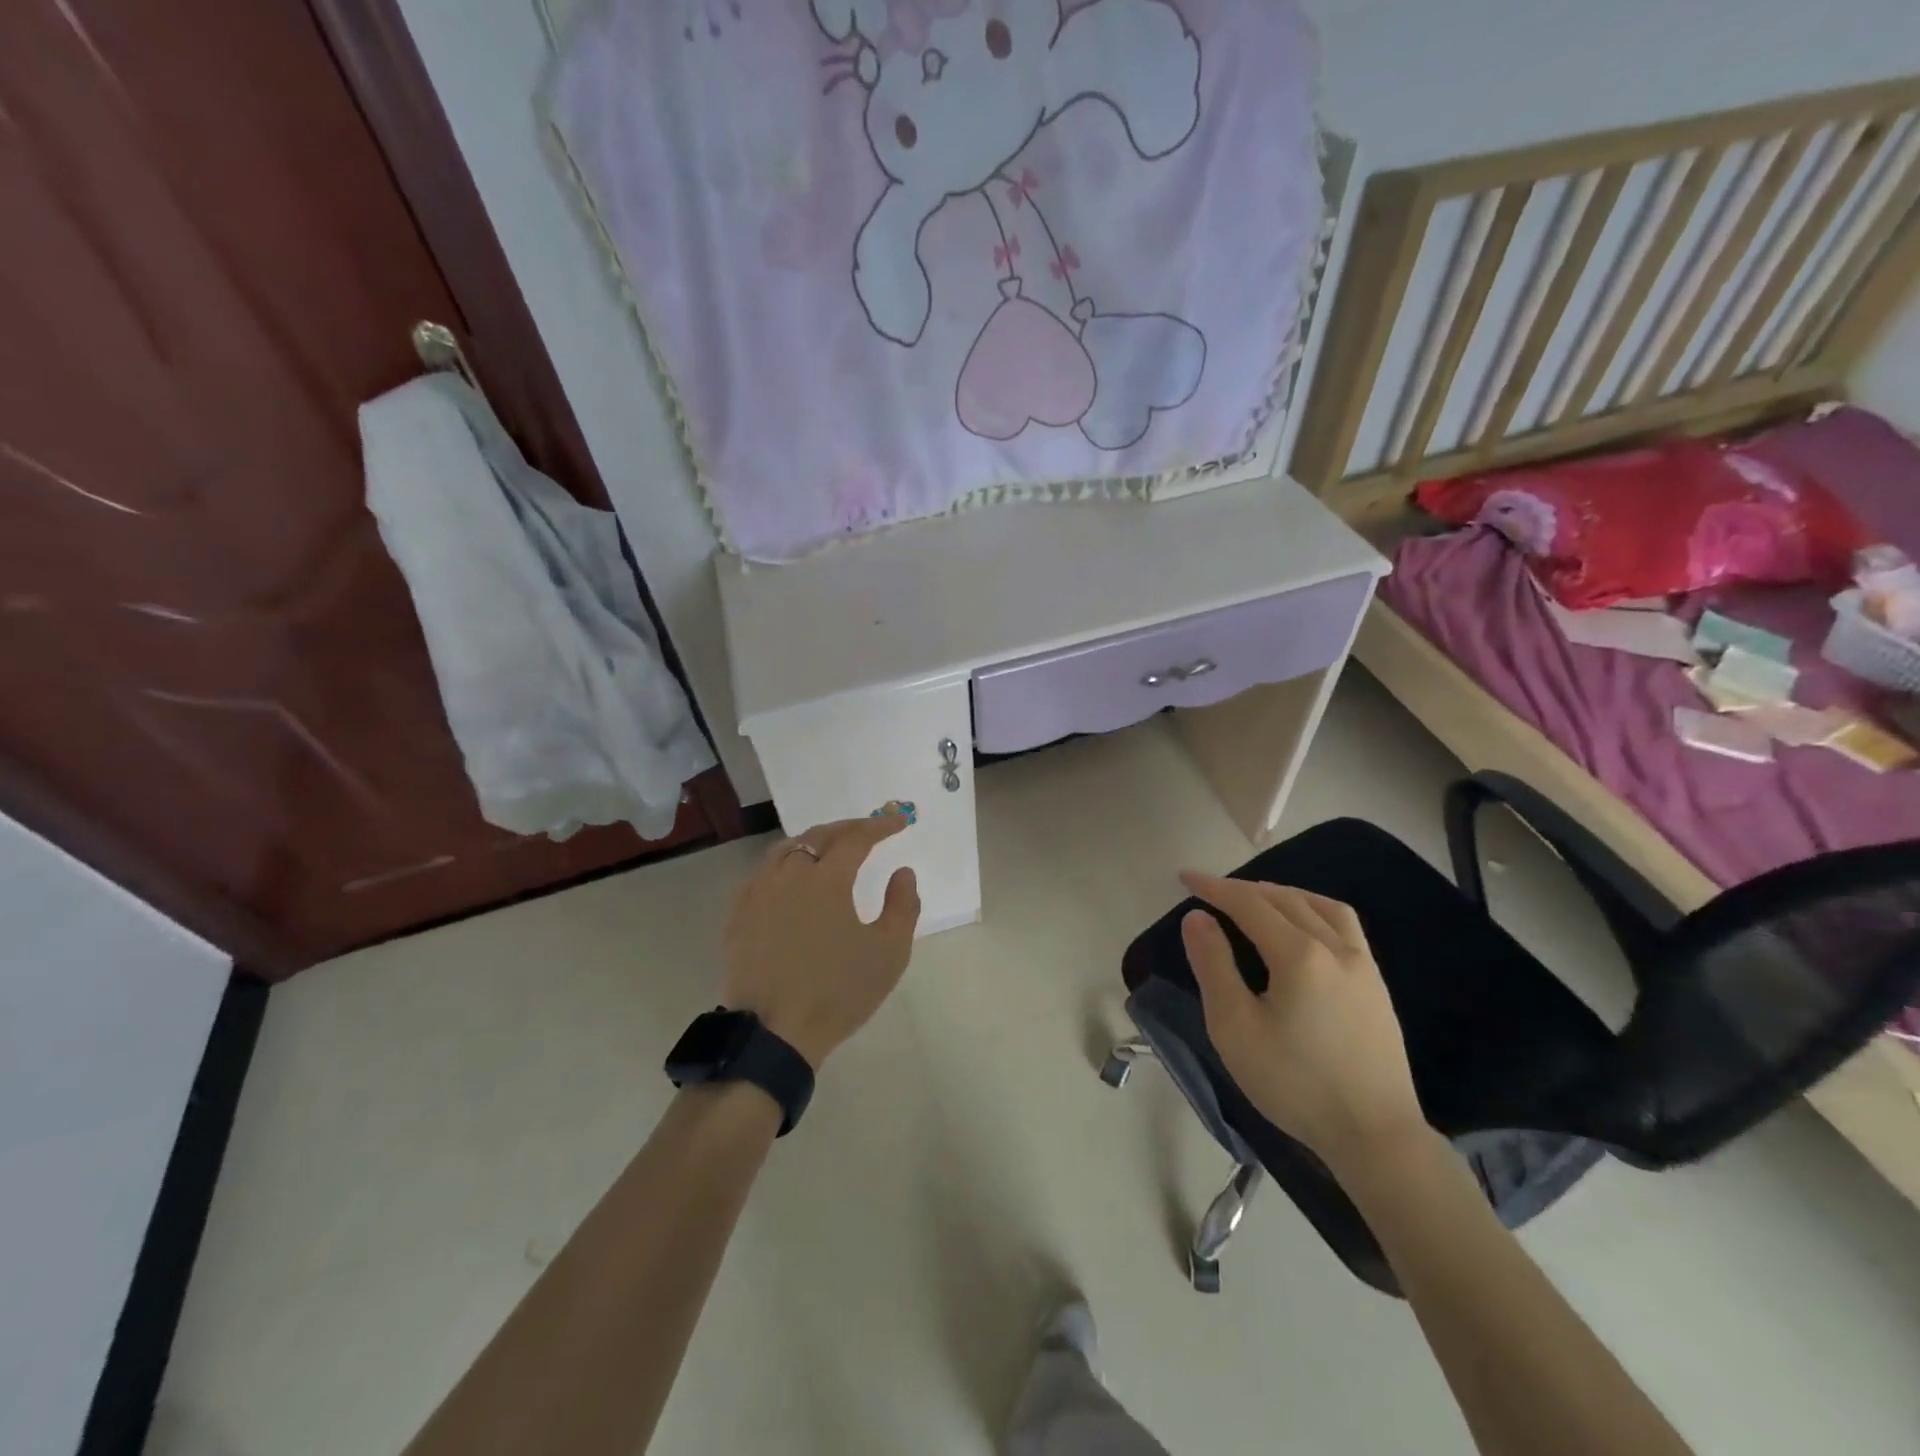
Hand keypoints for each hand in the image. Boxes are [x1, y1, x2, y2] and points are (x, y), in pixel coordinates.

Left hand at [720, 814, 920, 1068]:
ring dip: (813, 841)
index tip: (900, 822)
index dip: (880, 826)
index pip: (857, 838)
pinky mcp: (738, 914)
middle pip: (819, 835)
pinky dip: (785, 864)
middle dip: (848, 828)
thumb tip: (903, 872)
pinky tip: (790, 877)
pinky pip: (762, 873)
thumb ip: (903, 905)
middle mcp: (789, 874)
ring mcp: (758, 892)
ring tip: (830, 847)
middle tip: (870, 830)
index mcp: (827, 878)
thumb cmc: (838, 991)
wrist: (774, 1033)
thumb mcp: (889, 952)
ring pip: (786, 849)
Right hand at [1178, 872, 1427, 1175]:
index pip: (1249, 904)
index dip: (1215, 887)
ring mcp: (1363, 964)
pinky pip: (1344, 925)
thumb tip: (1197, 917)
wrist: (1374, 1135)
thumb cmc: (1294, 1083)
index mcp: (1299, 955)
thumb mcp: (1234, 1027)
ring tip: (1257, 898)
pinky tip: (1304, 926)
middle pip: (1284, 899)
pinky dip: (1314, 909)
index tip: (1186, 877)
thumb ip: (1213, 965)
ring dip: (1283, 893)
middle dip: (1243, 889)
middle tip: (1211, 890)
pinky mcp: (1376, 985)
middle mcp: (1335, 947)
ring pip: (1320, 906)